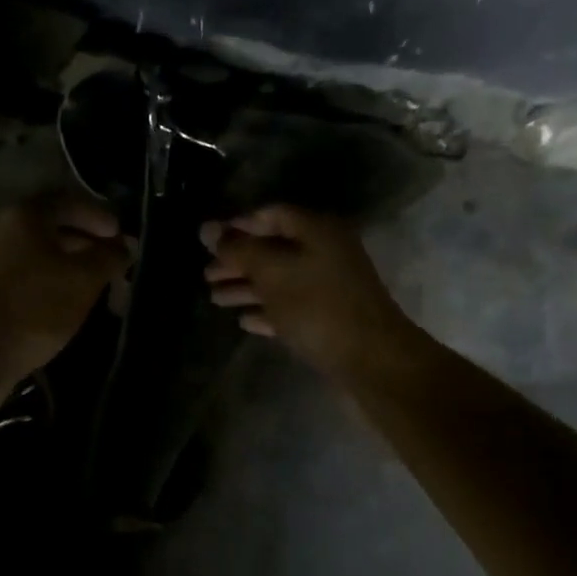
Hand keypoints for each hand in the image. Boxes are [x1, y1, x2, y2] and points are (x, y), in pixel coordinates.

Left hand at [0, 194, 129, 391]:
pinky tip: (65, 311)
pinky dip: (49, 291)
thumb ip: (108, 258)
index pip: (68, 202)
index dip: (99, 216)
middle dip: (86, 246)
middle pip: (51, 231)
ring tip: (95, 291)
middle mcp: (1, 234)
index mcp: (25, 217)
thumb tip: (126, 246)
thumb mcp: (83, 279)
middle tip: (113, 266)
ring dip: (68, 271)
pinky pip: (26, 285)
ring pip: (38, 260)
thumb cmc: (33, 306)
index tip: (121, 238)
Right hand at [202, 206, 416, 380]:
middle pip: (273, 249)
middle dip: (238, 261)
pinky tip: (244, 321)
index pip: (271, 215)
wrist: (370, 360)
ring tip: (215, 298)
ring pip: (280, 280)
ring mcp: (329, 286)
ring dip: (247, 287)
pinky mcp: (329, 318)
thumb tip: (206, 228)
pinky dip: (267, 310)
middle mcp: (325, 252)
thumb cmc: (318, 307)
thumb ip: (238, 249)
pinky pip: (291, 307)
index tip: (208, 241)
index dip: (238, 226)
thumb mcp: (272, 272)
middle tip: (206, 275)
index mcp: (317, 230)